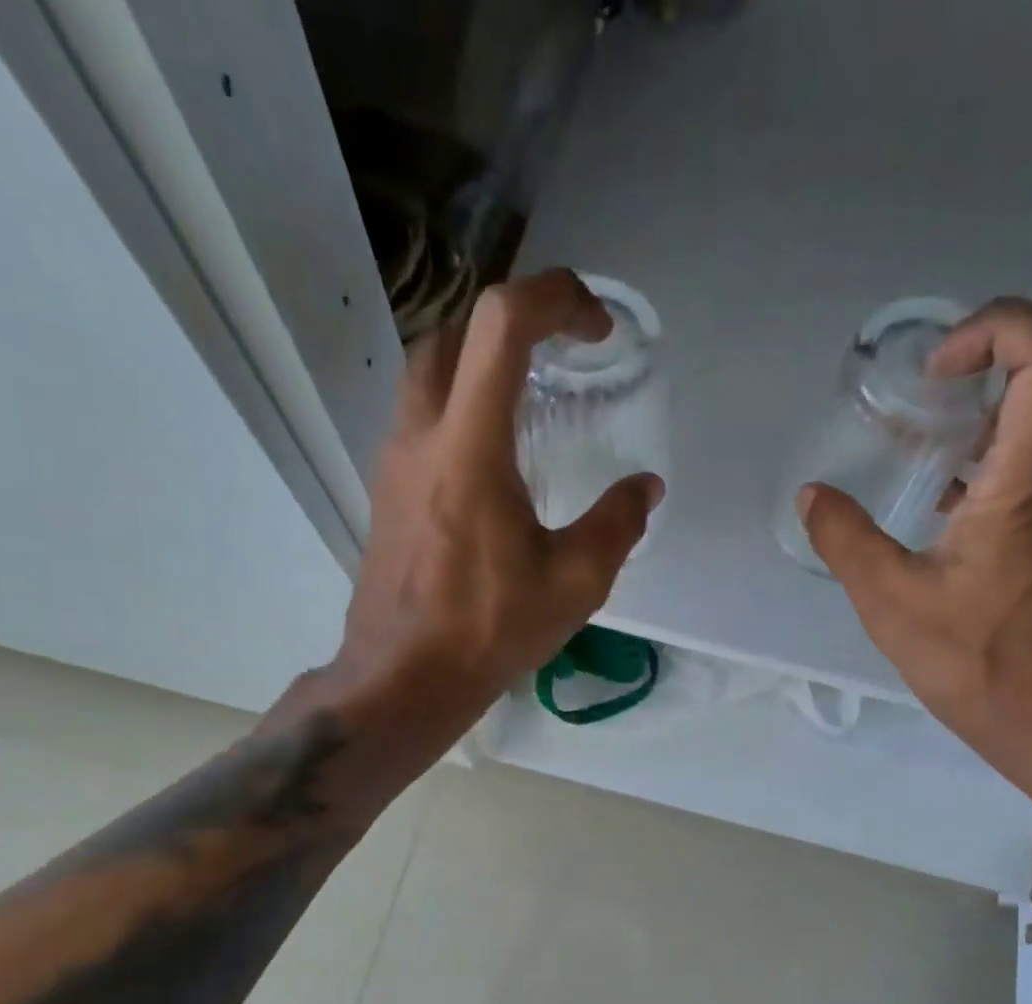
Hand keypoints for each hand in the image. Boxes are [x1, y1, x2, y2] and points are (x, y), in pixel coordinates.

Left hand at [330, 269, 663, 726]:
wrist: (404, 677)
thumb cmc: (489, 629)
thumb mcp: (575, 582)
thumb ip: (617, 523)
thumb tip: (645, 488)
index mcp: (470, 445)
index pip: (502, 322)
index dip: (556, 298)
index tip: (597, 328)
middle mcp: (421, 435)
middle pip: (453, 331)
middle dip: (513, 322)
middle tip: (561, 353)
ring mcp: (394, 462)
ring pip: (427, 371)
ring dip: (478, 360)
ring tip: (529, 396)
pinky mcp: (386, 490)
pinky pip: (419, 416)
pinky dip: (458, 404)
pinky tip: (494, 456)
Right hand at [800, 298, 1031, 755]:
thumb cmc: (977, 662)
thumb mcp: (891, 603)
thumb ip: (846, 540)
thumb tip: (814, 496)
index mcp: (1029, 483)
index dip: (1002, 326)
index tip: (938, 369)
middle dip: (976, 371)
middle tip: (910, 406)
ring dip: (977, 420)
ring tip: (914, 456)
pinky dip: (988, 459)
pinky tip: (940, 505)